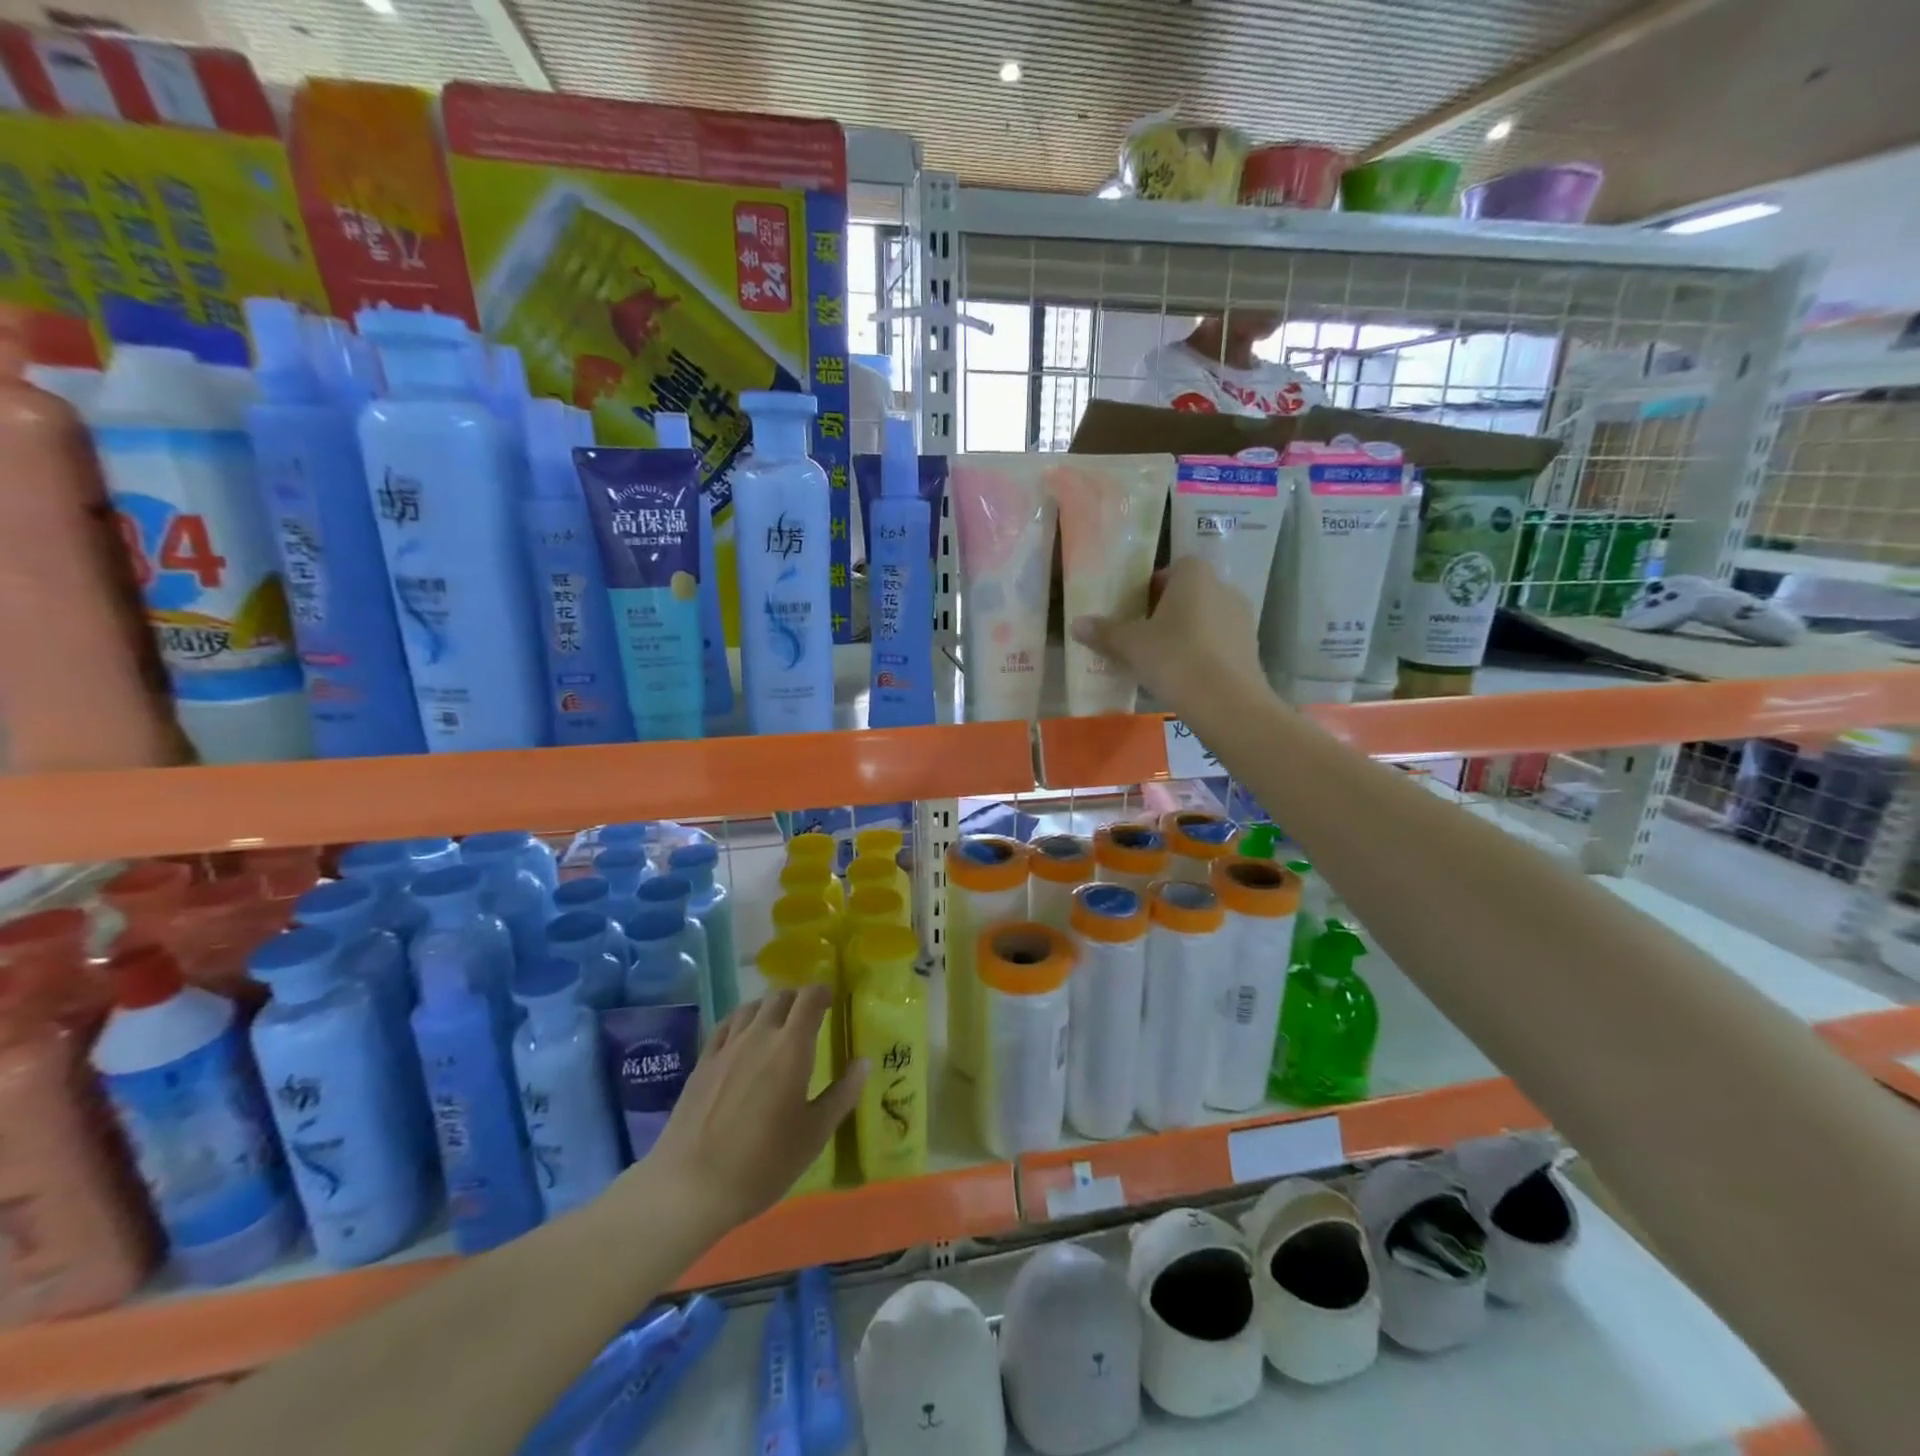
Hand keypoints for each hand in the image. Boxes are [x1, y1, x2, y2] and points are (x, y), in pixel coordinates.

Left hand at [637, 986, 865, 1235]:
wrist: (691, 1186)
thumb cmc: (764, 1163)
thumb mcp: (814, 1134)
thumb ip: (842, 1094)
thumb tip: (863, 1062)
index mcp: (792, 1047)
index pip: (810, 998)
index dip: (823, 993)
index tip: (831, 1002)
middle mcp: (760, 1034)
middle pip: (780, 996)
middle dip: (798, 999)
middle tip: (808, 1018)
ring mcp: (727, 1046)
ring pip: (752, 1006)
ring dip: (770, 1007)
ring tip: (778, 1025)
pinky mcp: (703, 1061)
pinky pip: (727, 1024)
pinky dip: (742, 1020)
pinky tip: (744, 1036)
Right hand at [1071, 556, 1263, 710]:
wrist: (1227, 703)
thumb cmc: (1175, 659)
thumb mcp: (1131, 646)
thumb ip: (1104, 632)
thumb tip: (1076, 624)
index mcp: (1194, 576)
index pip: (1171, 569)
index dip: (1150, 587)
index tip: (1134, 611)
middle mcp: (1223, 588)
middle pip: (1188, 594)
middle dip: (1165, 612)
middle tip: (1140, 637)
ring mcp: (1241, 619)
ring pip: (1204, 619)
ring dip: (1184, 634)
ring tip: (1160, 661)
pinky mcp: (1250, 648)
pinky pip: (1217, 643)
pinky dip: (1201, 653)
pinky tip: (1183, 677)